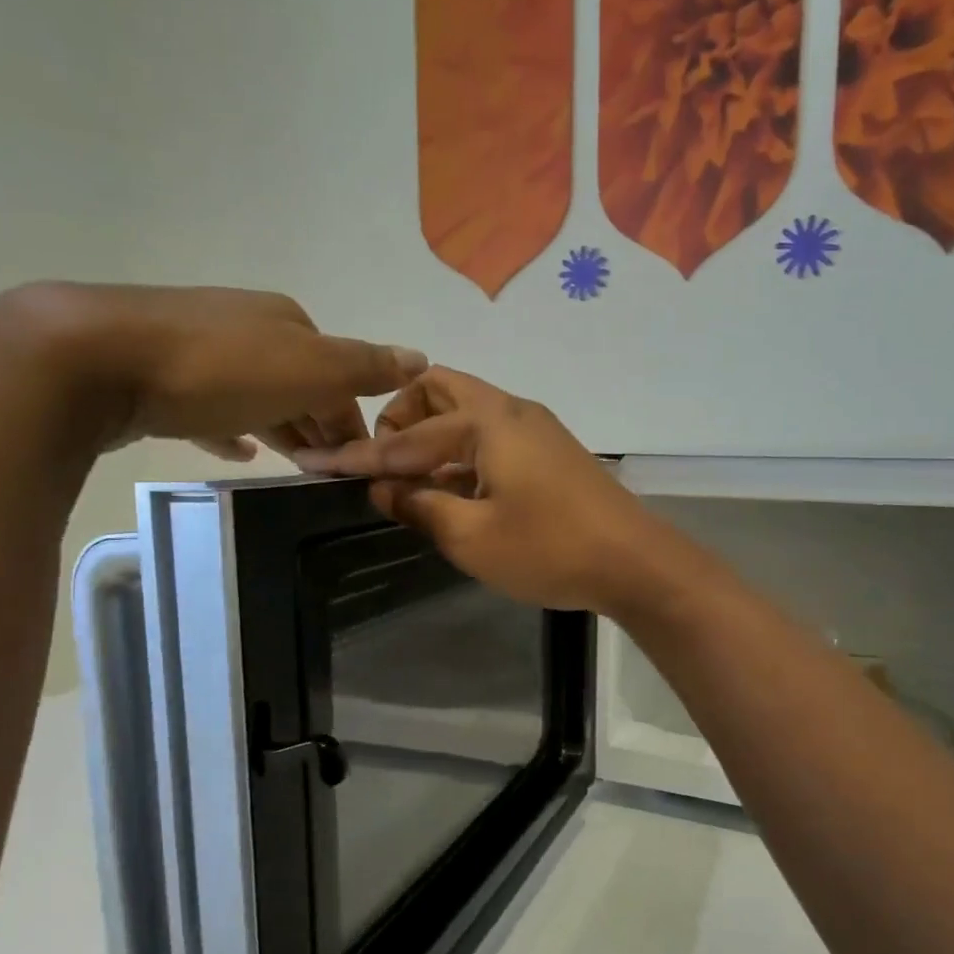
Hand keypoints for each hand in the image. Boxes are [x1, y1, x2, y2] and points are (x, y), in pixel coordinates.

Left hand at [0, 282, 425, 460]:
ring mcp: (198, 349)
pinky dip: (232, 429)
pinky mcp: (158, 377)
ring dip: (282, 428)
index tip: (359, 465)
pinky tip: (236, 453)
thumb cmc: (218, 368)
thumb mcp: (309, 369)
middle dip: (320, 425)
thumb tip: (421, 356)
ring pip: (257, 396)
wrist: (95, 358)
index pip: (339, 373)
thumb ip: (364, 366)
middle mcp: (247, 327)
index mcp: (287, 322)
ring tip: (297, 469)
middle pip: (300, 384)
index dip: (354, 418)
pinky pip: (210, 410)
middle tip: (331, 474)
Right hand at [295, 367, 670, 612]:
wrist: (635, 562)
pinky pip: (492, 437)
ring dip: (433, 439)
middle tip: (384, 464)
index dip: (360, 455)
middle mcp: (511, 410)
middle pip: (440, 391)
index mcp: (487, 422)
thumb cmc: (549, 549)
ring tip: (413, 486)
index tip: (317, 463)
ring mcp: (536, 429)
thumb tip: (383, 489)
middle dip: (401, 420)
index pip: (408, 437)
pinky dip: (462, 455)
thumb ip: (421, 507)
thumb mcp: (472, 537)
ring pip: (467, 414)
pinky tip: (454, 493)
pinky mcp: (551, 452)